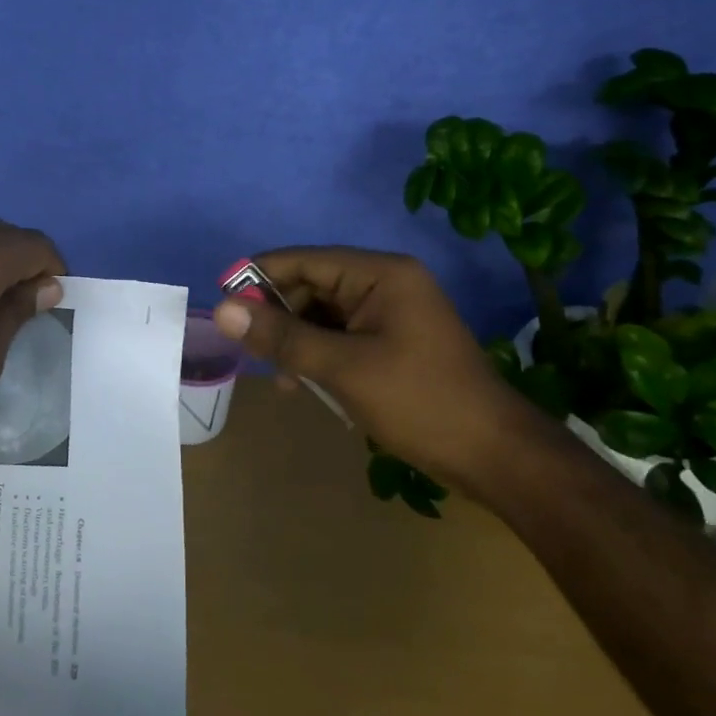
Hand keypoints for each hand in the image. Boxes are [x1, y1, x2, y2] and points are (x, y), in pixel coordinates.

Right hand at [213, 246, 540, 497]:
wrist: (494, 455)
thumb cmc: (419, 402)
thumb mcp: (342, 368)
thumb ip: (281, 337)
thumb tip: (222, 310)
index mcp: (380, 273)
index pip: (303, 260)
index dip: (259, 277)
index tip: (221, 302)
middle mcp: (386, 282)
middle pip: (312, 285)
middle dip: (278, 315)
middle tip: (249, 349)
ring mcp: (392, 312)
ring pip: (323, 314)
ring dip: (296, 340)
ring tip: (281, 377)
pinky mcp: (393, 340)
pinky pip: (341, 335)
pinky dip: (318, 354)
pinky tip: (305, 383)